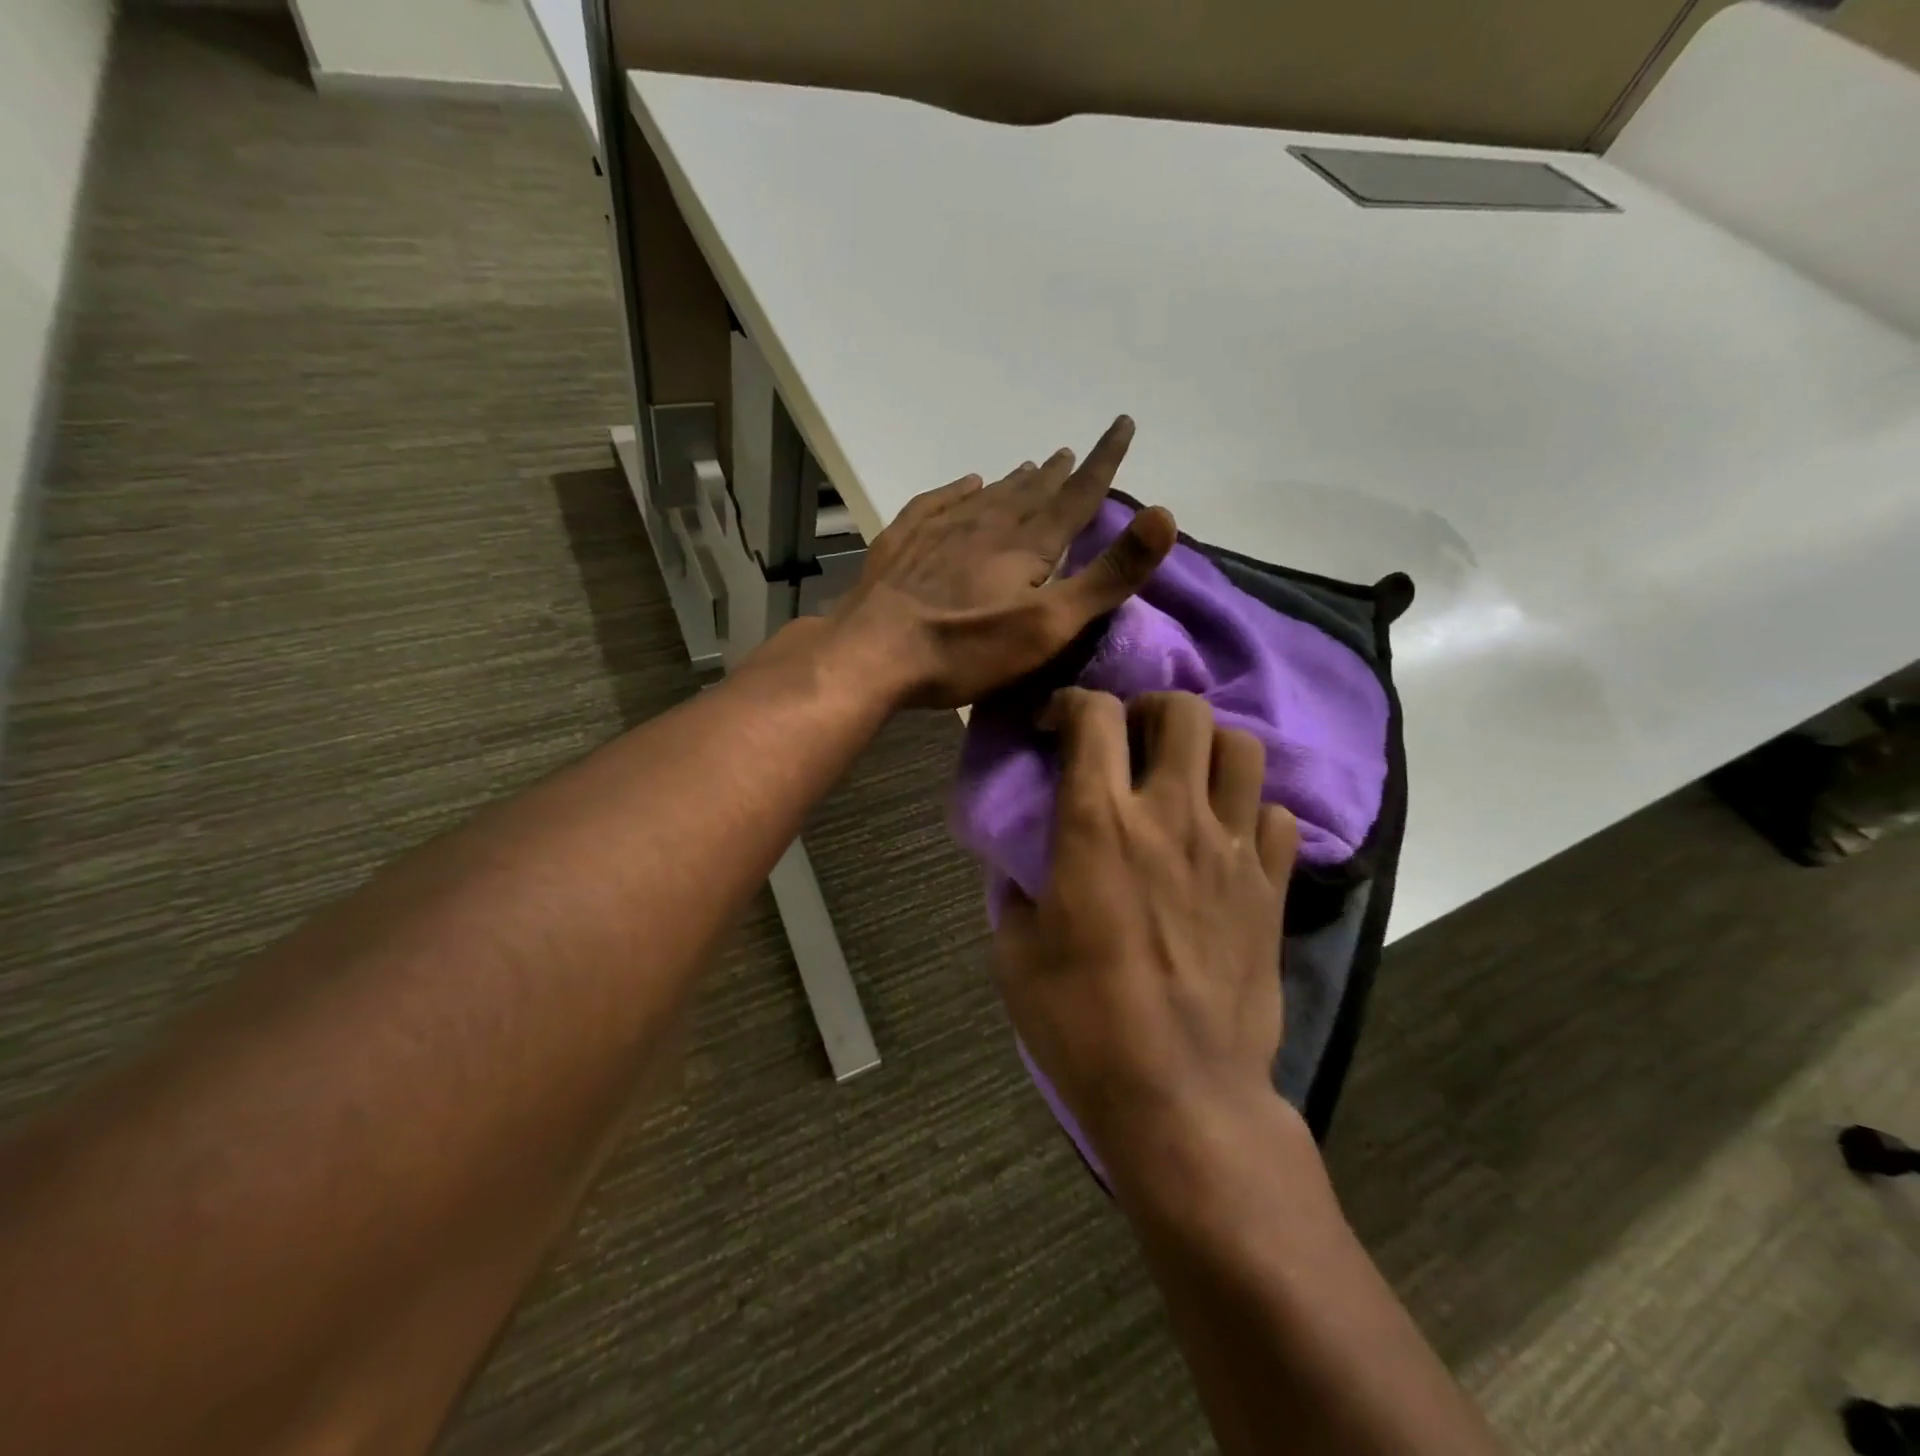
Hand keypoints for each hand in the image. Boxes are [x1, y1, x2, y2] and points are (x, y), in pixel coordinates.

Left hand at [831, 416, 1176, 708]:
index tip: (1122, 424)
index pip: (1077, 495)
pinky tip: (965, 484)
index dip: (1104, 460)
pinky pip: (939, 502)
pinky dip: (958, 490)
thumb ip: (1108, 575)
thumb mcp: (1050, 625)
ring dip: (1015, 480)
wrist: (873, 652)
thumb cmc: (967, 648)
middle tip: (1072, 452)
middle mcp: (987, 525)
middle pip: (1032, 493)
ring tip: (1031, 466)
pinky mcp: (904, 543)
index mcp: (1028, 545)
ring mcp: (941, 530)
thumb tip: (1165, 515)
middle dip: (1058, 473)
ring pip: (989, 495)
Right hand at [994, 689, 1298, 1160]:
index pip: (1093, 716)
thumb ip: (1018, 890)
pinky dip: (1250, 811)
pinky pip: (1277, 817)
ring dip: (1206, 749)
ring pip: (1241, 749)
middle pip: (1183, 712)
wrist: (1180, 1094)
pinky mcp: (1271, 889)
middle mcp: (1171, 817)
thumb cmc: (1081, 1022)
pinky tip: (1226, 839)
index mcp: (1099, 824)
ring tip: (1183, 778)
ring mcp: (1231, 850)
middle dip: (1149, 709)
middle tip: (1129, 740)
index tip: (1053, 727)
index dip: (1070, 703)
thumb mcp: (1016, 951)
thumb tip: (1029, 868)